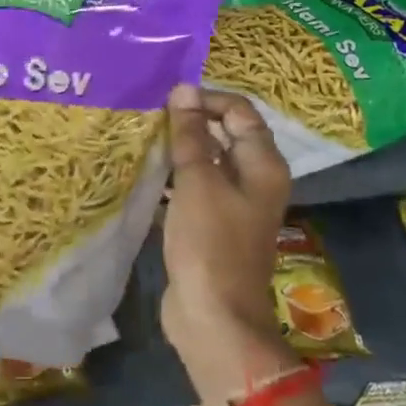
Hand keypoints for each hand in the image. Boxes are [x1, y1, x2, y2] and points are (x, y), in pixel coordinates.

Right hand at [161, 85, 292, 380]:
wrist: (213, 315)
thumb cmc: (210, 243)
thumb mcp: (198, 182)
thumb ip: (191, 135)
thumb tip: (184, 90)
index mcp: (263, 165)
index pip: (239, 112)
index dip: (204, 100)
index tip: (165, 100)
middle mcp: (254, 181)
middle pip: (224, 136)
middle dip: (189, 123)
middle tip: (148, 116)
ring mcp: (233, 206)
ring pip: (206, 164)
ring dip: (178, 152)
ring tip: (141, 140)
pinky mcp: (211, 227)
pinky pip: (193, 191)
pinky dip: (173, 180)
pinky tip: (144, 176)